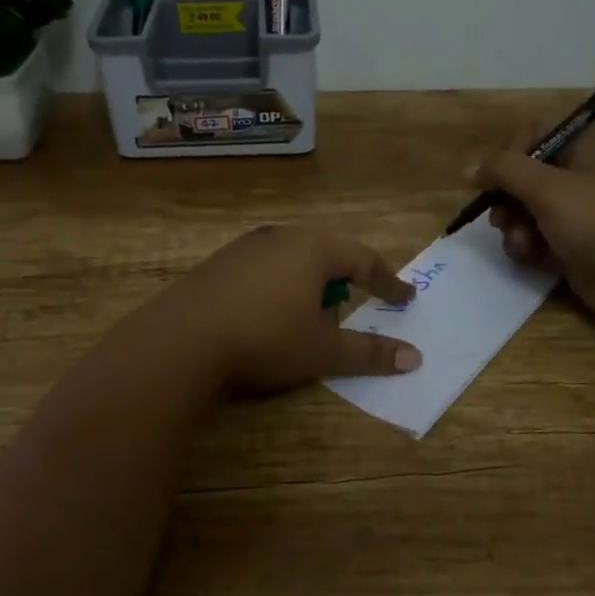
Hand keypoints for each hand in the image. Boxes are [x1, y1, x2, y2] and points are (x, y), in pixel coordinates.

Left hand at [138, 226, 421, 394]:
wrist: (180, 342)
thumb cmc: (266, 339)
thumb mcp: (323, 351)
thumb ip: (369, 352)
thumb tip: (414, 357)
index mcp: (313, 249)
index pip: (364, 259)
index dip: (388, 282)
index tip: (405, 299)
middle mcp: (280, 238)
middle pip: (326, 253)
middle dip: (347, 278)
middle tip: (359, 300)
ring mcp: (243, 248)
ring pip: (292, 259)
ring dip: (310, 283)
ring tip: (312, 313)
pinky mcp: (216, 266)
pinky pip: (263, 270)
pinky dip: (279, 288)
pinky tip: (268, 315)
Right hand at [476, 127, 594, 324]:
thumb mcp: (547, 188)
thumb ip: (504, 170)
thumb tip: (468, 168)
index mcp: (581, 149)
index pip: (532, 134)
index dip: (508, 153)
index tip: (493, 177)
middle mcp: (576, 175)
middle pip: (522, 176)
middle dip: (506, 199)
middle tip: (502, 217)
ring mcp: (573, 212)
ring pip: (523, 210)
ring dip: (514, 228)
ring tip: (523, 244)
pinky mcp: (569, 244)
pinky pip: (533, 238)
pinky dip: (527, 247)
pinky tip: (532, 258)